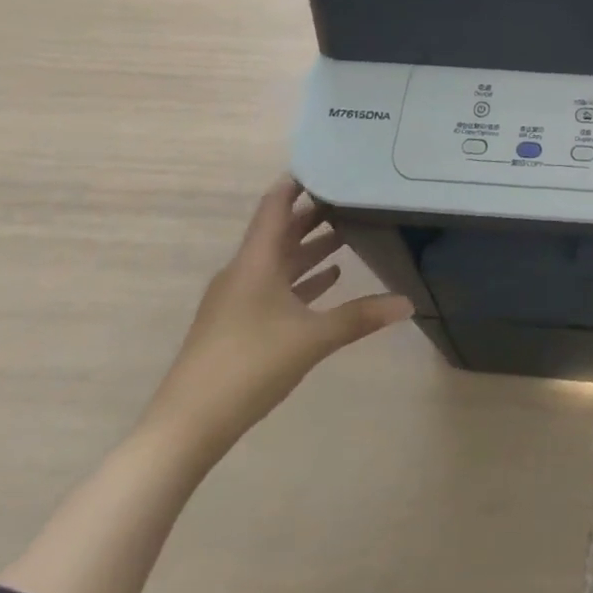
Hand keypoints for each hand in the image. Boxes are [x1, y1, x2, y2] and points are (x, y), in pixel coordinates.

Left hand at [140, 176, 412, 460]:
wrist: (184, 430)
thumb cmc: (249, 366)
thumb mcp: (313, 338)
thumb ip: (361, 316)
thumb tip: (408, 303)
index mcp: (256, 261)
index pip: (276, 204)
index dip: (299, 181)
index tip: (329, 162)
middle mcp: (244, 272)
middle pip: (281, 230)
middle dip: (315, 213)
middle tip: (354, 195)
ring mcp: (236, 300)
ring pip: (279, 260)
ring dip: (310, 247)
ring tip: (349, 233)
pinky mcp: (236, 325)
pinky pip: (273, 287)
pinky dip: (300, 279)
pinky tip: (328, 280)